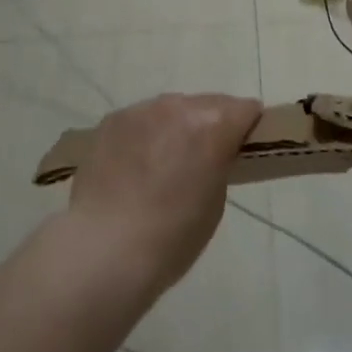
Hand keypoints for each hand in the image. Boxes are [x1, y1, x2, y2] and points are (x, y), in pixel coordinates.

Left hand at [63, 93, 262, 295]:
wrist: (104, 248)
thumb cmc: (172, 236)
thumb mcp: (215, 201)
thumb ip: (219, 163)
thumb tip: (213, 151)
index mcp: (214, 125)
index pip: (245, 109)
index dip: (247, 127)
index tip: (242, 145)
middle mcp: (179, 107)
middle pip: (209, 103)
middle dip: (212, 123)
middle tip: (203, 157)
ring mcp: (142, 110)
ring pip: (172, 108)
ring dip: (177, 126)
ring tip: (164, 160)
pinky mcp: (112, 120)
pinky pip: (141, 119)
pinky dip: (146, 134)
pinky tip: (135, 164)